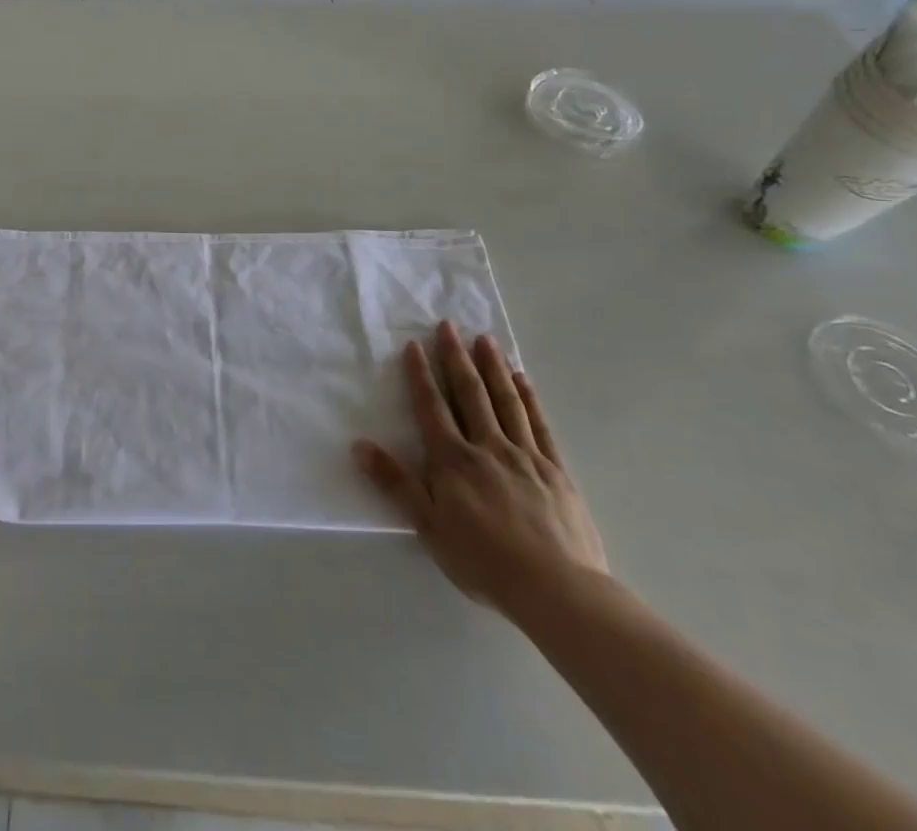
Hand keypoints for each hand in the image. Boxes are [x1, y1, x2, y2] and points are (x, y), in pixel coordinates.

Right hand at [353, 321, 606, 620]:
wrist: (557, 590)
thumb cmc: (484, 561)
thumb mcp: (429, 527)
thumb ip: (395, 483)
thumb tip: (359, 445)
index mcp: (453, 460)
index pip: (432, 408)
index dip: (420, 376)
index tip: (414, 345)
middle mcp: (487, 447)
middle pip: (470, 394)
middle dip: (457, 358)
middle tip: (449, 325)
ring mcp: (525, 456)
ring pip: (506, 401)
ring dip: (493, 367)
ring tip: (485, 339)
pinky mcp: (556, 471)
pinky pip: (539, 425)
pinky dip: (529, 398)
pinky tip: (523, 380)